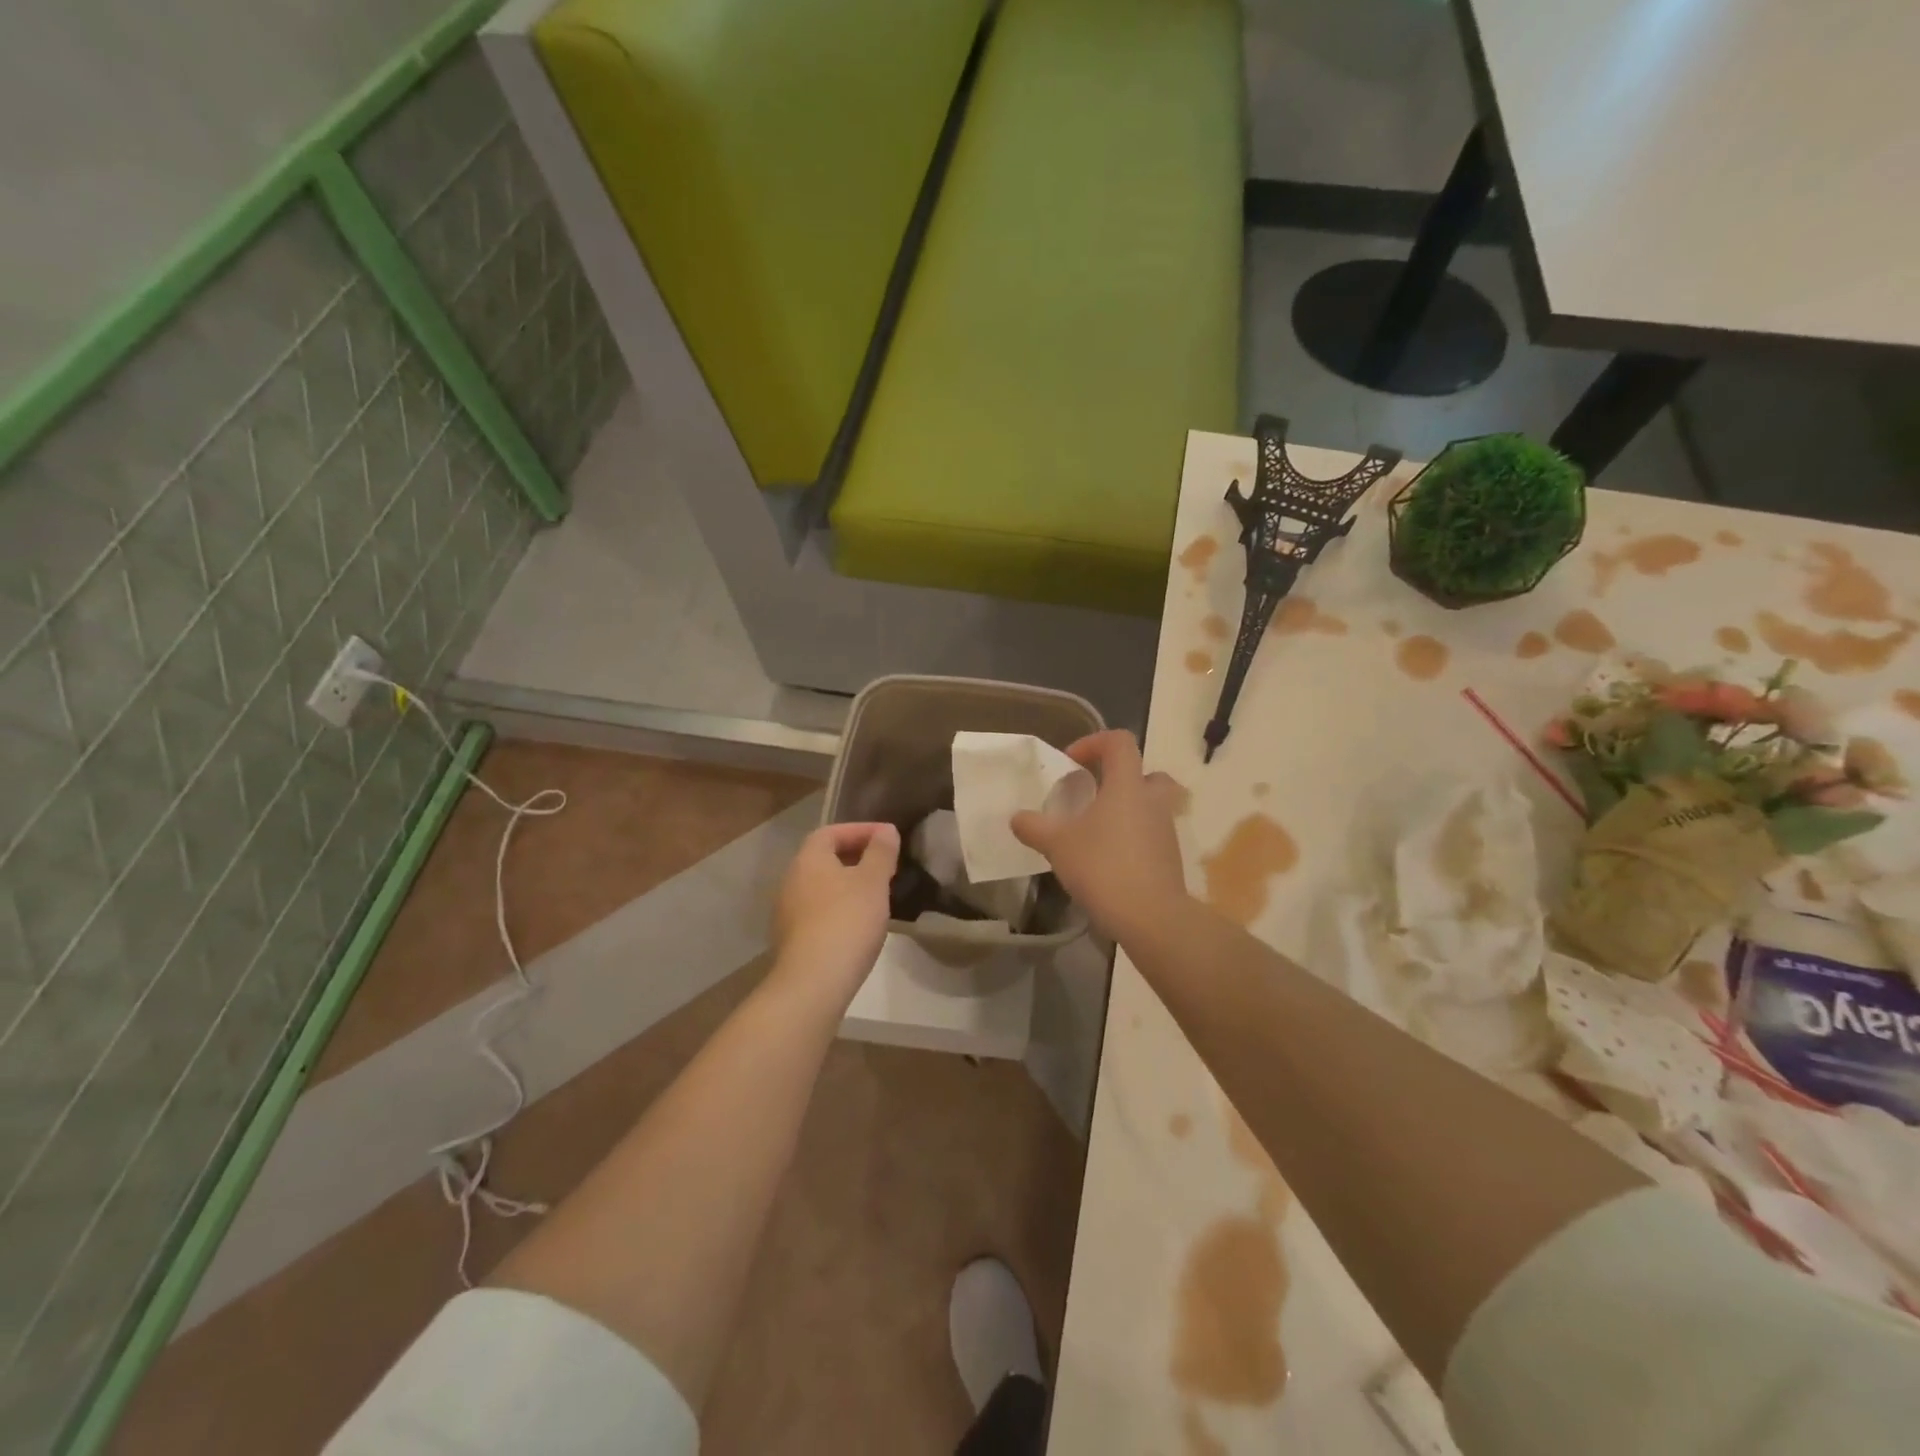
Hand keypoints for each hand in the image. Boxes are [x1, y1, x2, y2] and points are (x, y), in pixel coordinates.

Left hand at [772, 822, 899, 1000]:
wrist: (813, 983)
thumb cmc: (847, 921)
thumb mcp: (873, 882)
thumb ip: (881, 853)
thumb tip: (886, 831)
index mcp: (808, 860)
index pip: (831, 832)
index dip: (860, 830)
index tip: (888, 838)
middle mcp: (791, 881)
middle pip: (823, 859)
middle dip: (855, 857)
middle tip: (885, 865)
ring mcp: (787, 912)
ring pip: (821, 887)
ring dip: (847, 884)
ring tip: (876, 894)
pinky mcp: (791, 940)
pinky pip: (818, 912)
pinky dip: (839, 908)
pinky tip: (859, 923)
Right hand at [1011, 730, 1187, 943]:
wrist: (1150, 916)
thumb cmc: (1103, 867)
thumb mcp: (1057, 845)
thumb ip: (1034, 827)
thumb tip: (1016, 817)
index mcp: (1127, 785)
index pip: (1120, 742)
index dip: (1094, 742)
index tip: (1071, 762)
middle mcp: (1152, 801)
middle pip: (1147, 773)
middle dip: (1122, 778)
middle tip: (1096, 794)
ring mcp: (1166, 830)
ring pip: (1150, 806)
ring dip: (1126, 810)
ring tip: (1095, 831)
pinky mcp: (1169, 858)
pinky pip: (1151, 835)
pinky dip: (1132, 838)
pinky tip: (1107, 860)